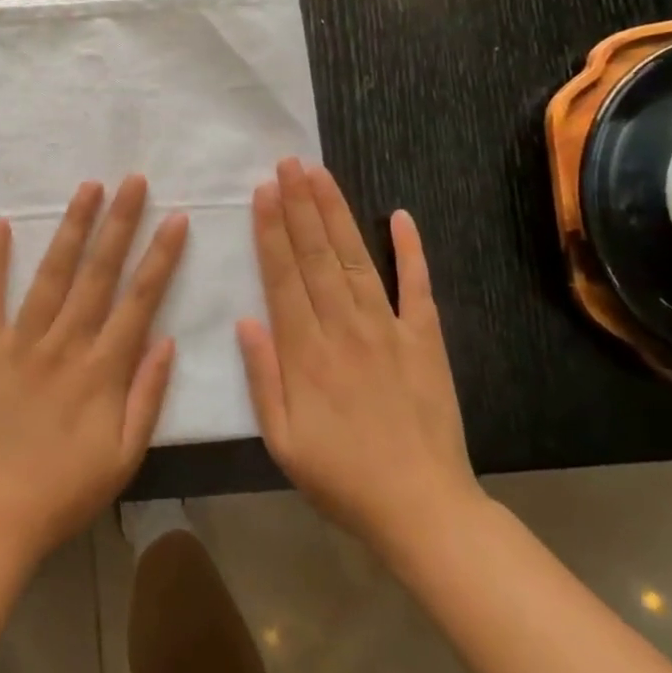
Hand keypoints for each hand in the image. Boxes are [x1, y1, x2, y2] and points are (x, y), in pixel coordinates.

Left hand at [0, 175, 187, 567]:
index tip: (175, 218)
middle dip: (120, 223)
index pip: (140, 300)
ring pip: (53, 273)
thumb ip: (148, 396)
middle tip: (134, 180)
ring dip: (72, 227)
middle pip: (99, 273)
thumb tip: (167, 339)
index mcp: (103, 370)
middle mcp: (66, 343)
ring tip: (88, 187)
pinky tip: (2, 224)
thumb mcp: (125, 457)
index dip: (160, 257)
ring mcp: (21, 341)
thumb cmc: (64, 491)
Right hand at [236, 158, 480, 554]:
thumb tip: (245, 319)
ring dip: (336, 213)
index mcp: (306, 351)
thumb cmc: (341, 478)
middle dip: (299, 204)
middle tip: (288, 163)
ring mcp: (389, 329)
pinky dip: (411, 250)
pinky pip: (418, 287)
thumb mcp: (282, 440)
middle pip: (316, 255)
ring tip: (320, 174)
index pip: (283, 276)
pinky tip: (400, 216)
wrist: (423, 510)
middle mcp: (344, 327)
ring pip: (355, 258)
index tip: (262, 191)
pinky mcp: (426, 340)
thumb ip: (261, 377)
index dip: (271, 230)